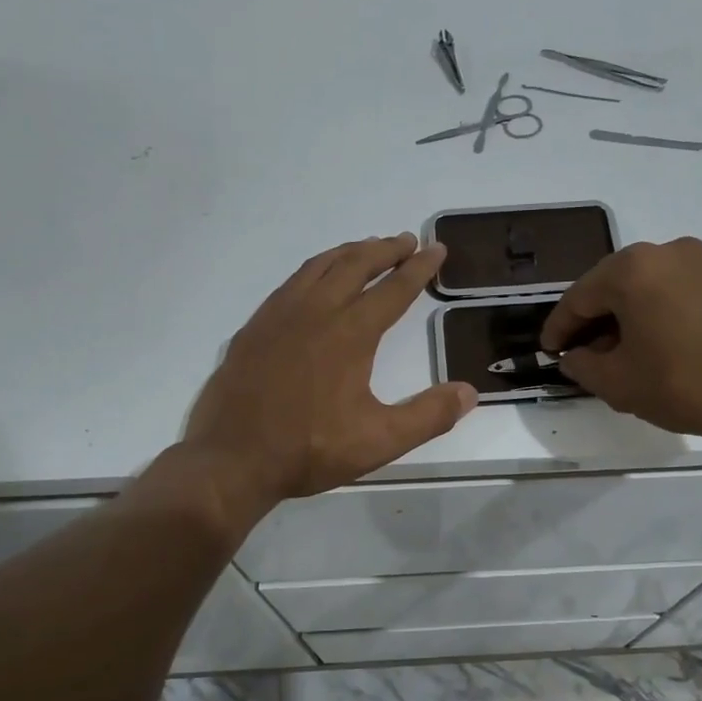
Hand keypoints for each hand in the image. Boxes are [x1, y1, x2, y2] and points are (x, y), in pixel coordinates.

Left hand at [183, 234, 476, 508]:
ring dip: (349, 252)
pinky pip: (291, 283)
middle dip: (385, 249)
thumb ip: (428, 416)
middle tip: (407, 241)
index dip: (419, 268)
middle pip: (355, 265)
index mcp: (350, 333)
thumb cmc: (309, 450)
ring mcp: (279, 316)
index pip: (393, 290)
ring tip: (368, 248)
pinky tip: (316, 281)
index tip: (436, 248)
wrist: (232, 459)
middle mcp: (315, 312)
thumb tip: (469, 392)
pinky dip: (315, 269)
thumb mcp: (379, 441)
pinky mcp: (254, 328)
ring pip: (319, 267)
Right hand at [540, 236, 701, 448]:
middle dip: (592, 322)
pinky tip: (654, 346)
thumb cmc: (687, 384)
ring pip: (642, 288)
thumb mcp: (620, 384)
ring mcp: (698, 260)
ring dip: (623, 319)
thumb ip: (584, 366)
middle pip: (610, 287)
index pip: (578, 298)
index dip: (559, 329)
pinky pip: (671, 291)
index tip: (549, 352)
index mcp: (630, 269)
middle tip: (581, 357)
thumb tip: (575, 357)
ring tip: (618, 356)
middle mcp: (663, 252)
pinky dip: (653, 314)